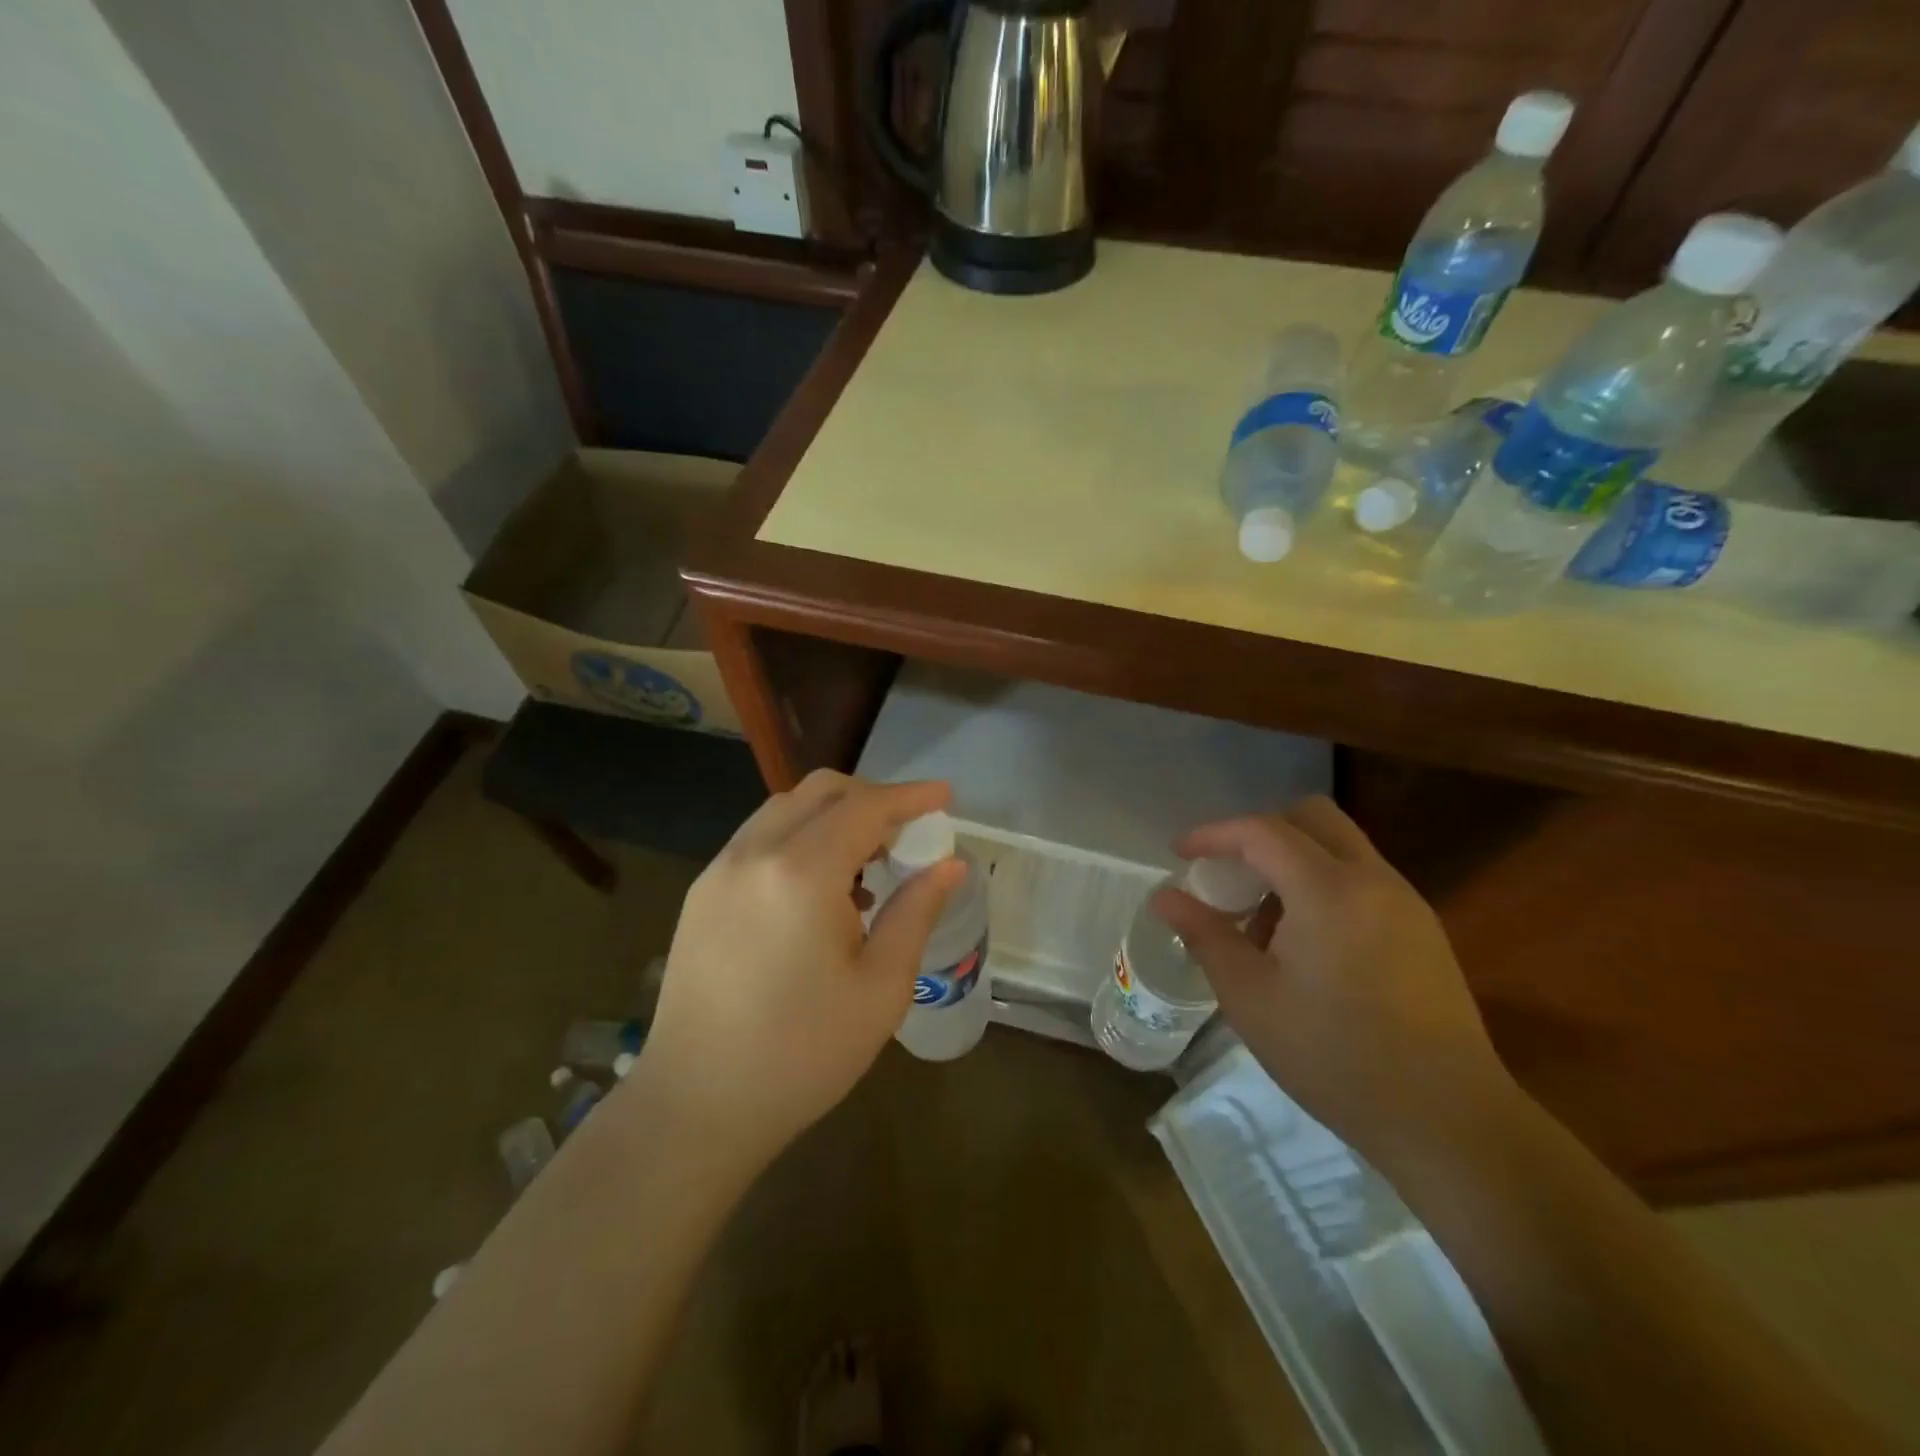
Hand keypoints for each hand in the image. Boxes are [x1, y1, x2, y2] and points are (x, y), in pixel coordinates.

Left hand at [636, 771, 964, 1171]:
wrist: (697, 1105)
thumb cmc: (803, 1053)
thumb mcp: (881, 987)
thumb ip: (916, 911)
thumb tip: (950, 864)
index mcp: (801, 873)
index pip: (864, 807)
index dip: (910, 796)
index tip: (946, 795)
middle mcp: (754, 853)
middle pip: (820, 791)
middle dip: (872, 797)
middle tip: (909, 829)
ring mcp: (720, 869)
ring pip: (785, 808)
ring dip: (833, 814)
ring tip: (870, 858)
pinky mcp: (702, 891)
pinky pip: (760, 837)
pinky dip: (800, 836)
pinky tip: (821, 885)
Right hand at [1154, 796, 1512, 1167]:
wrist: (1447, 1120)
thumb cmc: (1334, 1056)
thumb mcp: (1250, 997)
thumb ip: (1205, 935)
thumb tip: (1165, 897)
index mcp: (1328, 889)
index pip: (1262, 831)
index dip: (1214, 834)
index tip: (1179, 853)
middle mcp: (1373, 879)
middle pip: (1311, 817)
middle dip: (1259, 832)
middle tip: (1227, 873)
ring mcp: (1405, 902)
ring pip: (1339, 846)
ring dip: (1292, 861)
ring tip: (1262, 921)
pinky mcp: (1423, 929)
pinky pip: (1361, 878)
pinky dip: (1322, 885)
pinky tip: (1306, 945)